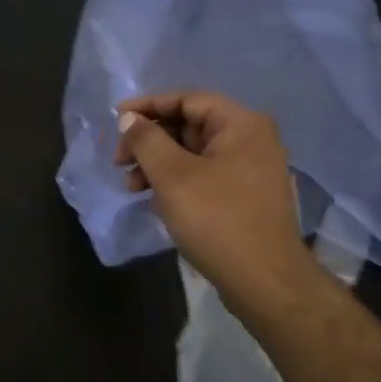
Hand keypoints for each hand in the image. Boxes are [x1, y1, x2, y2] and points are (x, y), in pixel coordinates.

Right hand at [114, 92, 316, 311]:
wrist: (264, 281)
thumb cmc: (217, 220)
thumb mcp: (173, 176)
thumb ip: (146, 141)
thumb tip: (129, 119)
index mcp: (241, 124)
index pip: (187, 100)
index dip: (148, 106)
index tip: (116, 120)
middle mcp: (251, 140)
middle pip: (190, 125)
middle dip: (150, 140)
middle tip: (119, 161)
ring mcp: (251, 170)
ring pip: (194, 153)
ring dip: (158, 164)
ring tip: (131, 187)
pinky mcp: (245, 196)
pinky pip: (204, 175)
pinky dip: (176, 181)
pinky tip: (155, 200)